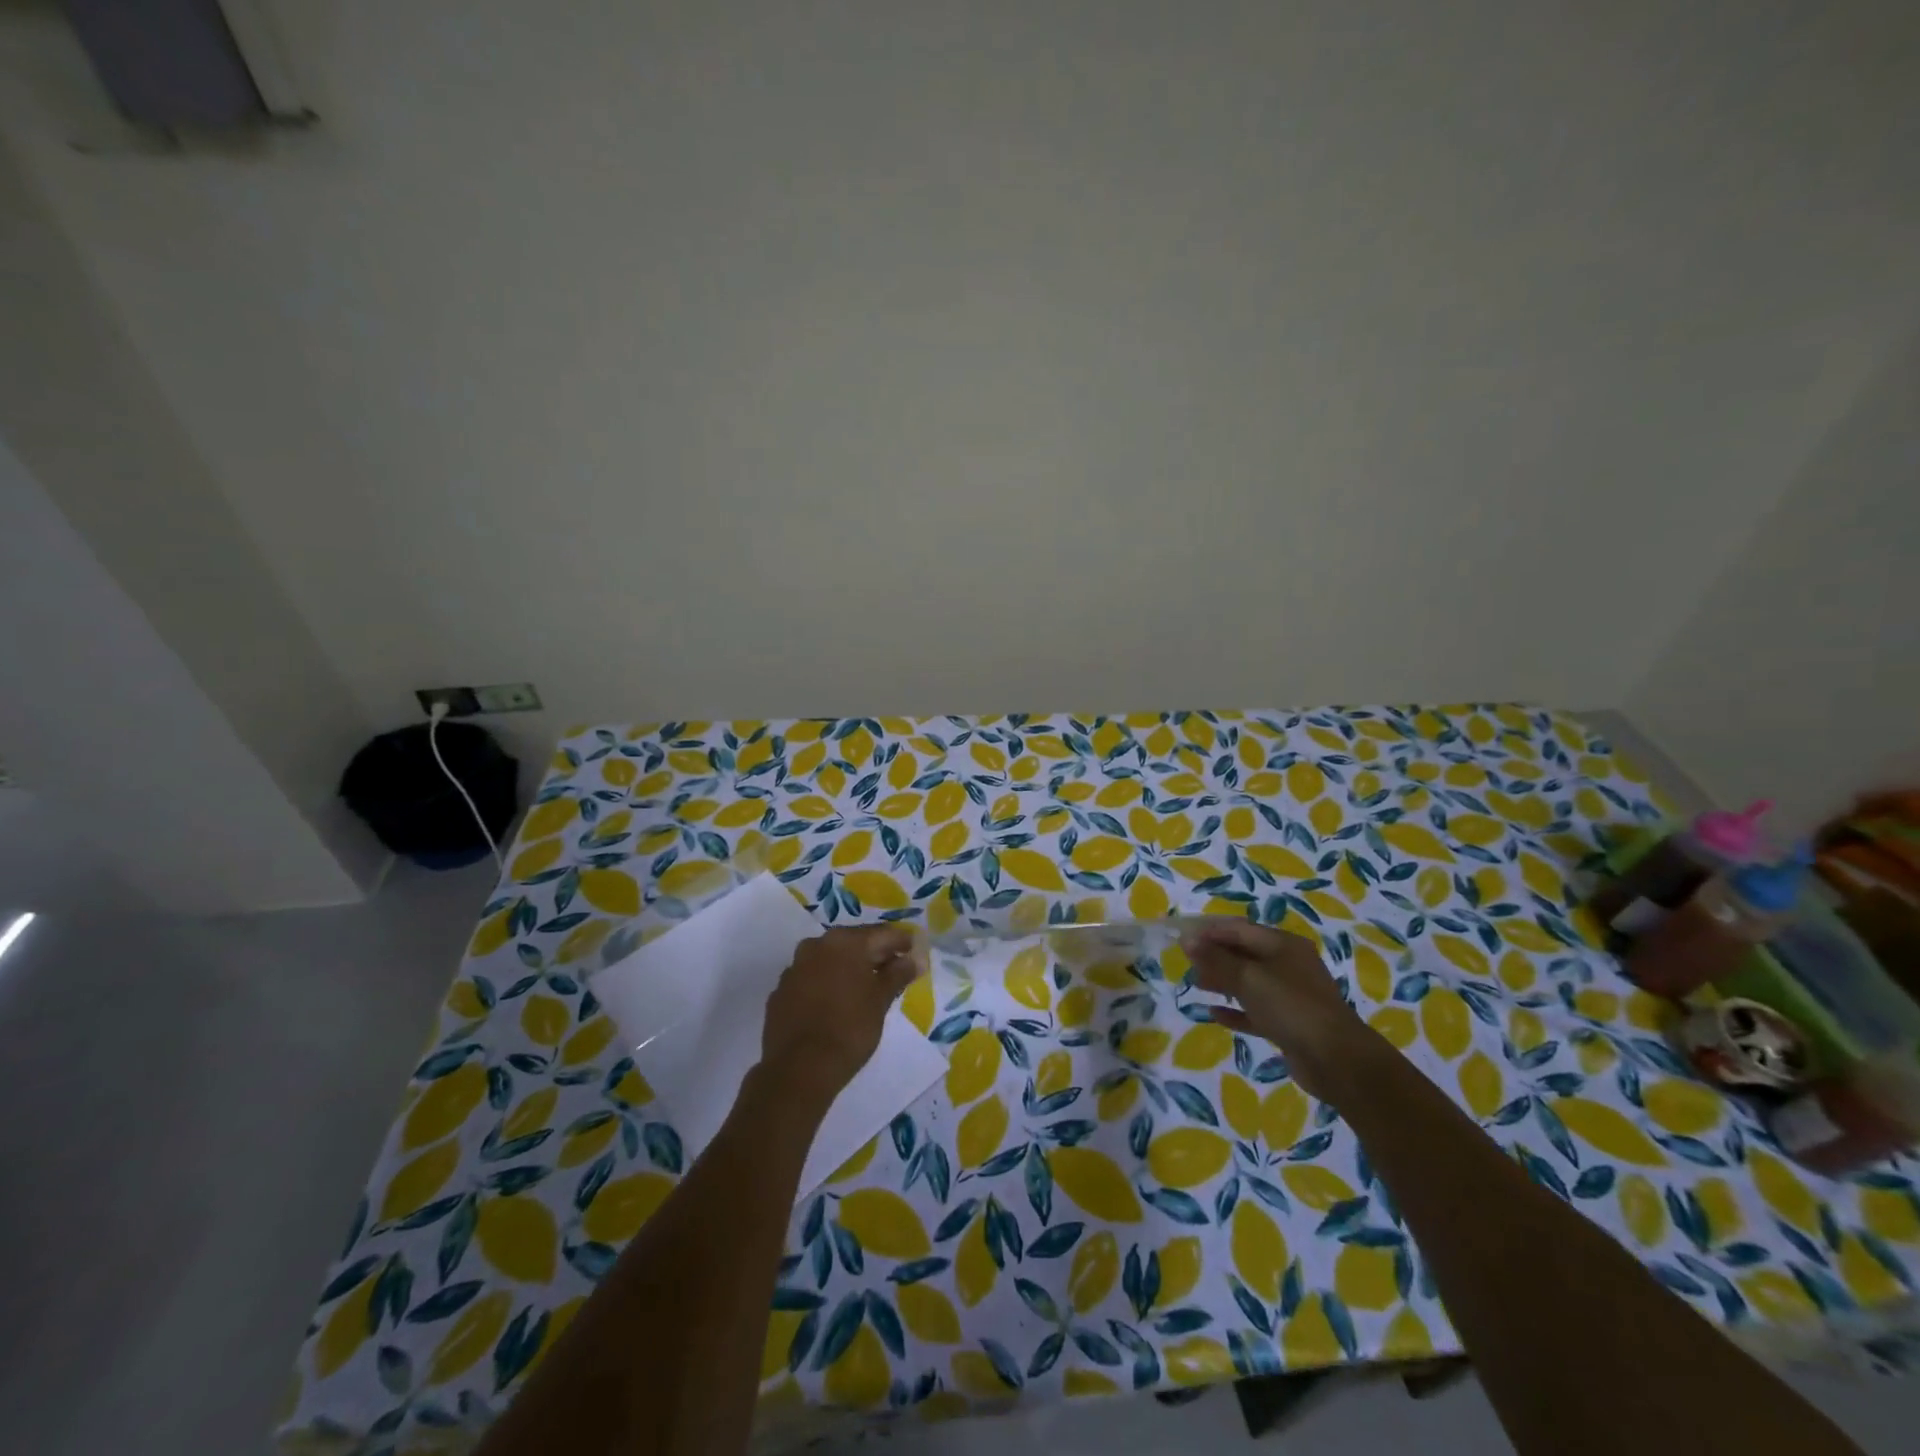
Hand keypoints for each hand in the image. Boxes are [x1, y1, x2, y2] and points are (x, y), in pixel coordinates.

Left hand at [759, 926, 922, 1106]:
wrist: (800, 1069)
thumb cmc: (850, 1028)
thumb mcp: (881, 1000)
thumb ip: (898, 974)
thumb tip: (914, 959)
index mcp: (844, 942)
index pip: (881, 934)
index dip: (901, 941)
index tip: (914, 949)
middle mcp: (816, 946)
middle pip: (853, 944)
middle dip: (874, 954)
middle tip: (894, 968)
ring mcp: (794, 969)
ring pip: (829, 961)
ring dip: (848, 969)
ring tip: (866, 987)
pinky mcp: (780, 992)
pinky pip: (810, 980)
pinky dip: (826, 985)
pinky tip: (836, 1003)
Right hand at [1182, 919, 1376, 1100]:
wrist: (1336, 1060)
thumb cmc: (1291, 1007)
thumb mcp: (1249, 978)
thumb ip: (1216, 959)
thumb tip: (1187, 940)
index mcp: (1283, 945)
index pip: (1239, 928)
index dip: (1209, 931)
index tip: (1181, 937)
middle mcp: (1288, 965)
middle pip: (1244, 953)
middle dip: (1214, 955)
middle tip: (1186, 962)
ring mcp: (1290, 995)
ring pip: (1249, 982)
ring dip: (1222, 981)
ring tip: (1195, 983)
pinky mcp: (1288, 1024)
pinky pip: (1255, 1011)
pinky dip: (1235, 1010)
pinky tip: (1213, 1013)